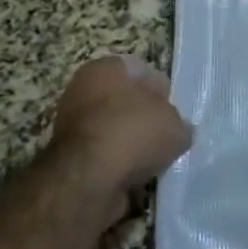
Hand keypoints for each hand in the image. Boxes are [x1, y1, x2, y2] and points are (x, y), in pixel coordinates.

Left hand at [50, 55, 192, 219]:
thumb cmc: (133, 134)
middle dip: (145, 119)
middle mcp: (83, 89)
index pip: (142, 71)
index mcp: (106, 68)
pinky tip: (135, 177)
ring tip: (153, 162)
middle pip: (125, 101)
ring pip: (114, 130)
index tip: (175, 114)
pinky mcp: (68, 157)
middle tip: (165, 138)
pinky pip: (103, 156)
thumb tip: (177, 130)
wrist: (87, 181)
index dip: (162, 92)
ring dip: (131, 145)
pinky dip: (117, 166)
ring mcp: (72, 124)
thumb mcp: (175, 125)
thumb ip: (179, 124)